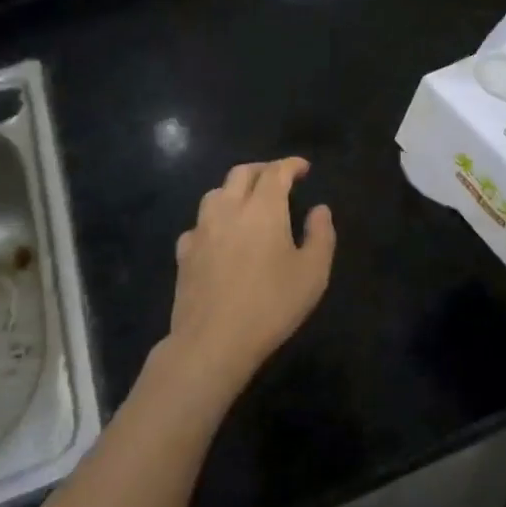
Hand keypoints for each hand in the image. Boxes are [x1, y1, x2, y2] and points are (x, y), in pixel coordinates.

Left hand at [159, 158, 335, 404]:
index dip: (291, 165)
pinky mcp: (184, 253)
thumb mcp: (313, 273)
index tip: (303, 168)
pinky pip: (199, 224)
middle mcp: (229, 209)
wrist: (212, 341)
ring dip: (235, 190)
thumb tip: (320, 209)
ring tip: (248, 202)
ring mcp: (201, 230)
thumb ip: (321, 235)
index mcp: (263, 208)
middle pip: (242, 173)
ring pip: (216, 193)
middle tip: (278, 178)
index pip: (276, 172)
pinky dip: (214, 220)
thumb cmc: (270, 305)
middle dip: (263, 170)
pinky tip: (219, 236)